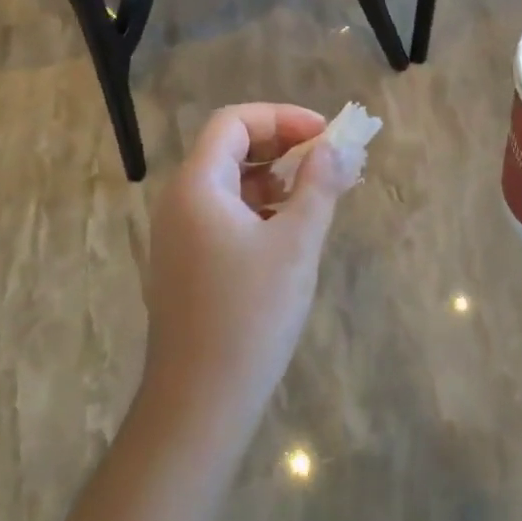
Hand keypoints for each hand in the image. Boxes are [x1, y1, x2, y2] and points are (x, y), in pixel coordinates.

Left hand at [139, 104, 360, 447]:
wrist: (200, 402)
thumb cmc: (250, 314)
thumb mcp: (296, 244)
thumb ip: (319, 187)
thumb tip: (340, 147)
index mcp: (198, 185)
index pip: (234, 122)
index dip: (282, 118)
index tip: (325, 136)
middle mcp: (181, 201)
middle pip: (231, 148)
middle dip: (283, 146)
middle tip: (329, 161)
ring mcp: (181, 235)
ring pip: (231, 184)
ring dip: (276, 178)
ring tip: (322, 192)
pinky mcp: (189, 263)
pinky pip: (227, 215)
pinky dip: (262, 208)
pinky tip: (294, 228)